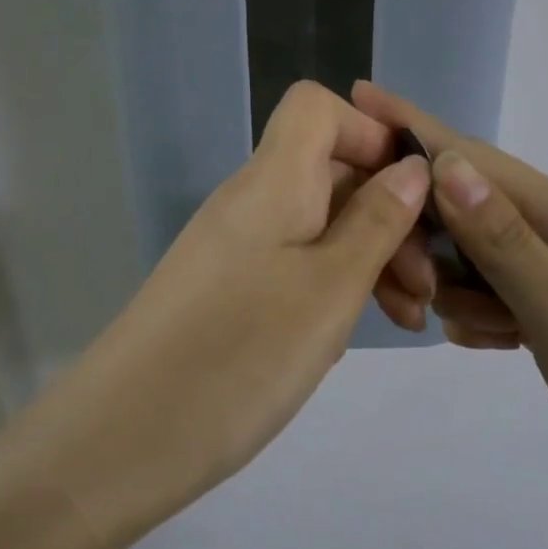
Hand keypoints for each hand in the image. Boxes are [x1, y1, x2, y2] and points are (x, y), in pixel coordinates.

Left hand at [42, 82, 430, 536]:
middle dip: (388, 214)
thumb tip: (410, 168)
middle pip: (328, 171)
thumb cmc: (240, 356)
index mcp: (272, 181)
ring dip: (368, 258)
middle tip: (425, 287)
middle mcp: (249, 201)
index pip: (317, 108)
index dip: (369, 134)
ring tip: (405, 319)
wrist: (121, 440)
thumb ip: (376, 222)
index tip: (413, 193)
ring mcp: (234, 248)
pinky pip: (292, 264)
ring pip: (316, 225)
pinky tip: (353, 331)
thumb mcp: (330, 290)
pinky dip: (332, 285)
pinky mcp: (226, 291)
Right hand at [351, 82, 547, 510]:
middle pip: (465, 205)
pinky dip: (484, 311)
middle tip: (417, 302)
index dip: (412, 127)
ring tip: (487, 336)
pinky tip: (498, 344)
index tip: (358, 95)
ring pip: (475, 252)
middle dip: (429, 244)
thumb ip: (504, 243)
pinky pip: (497, 286)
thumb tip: (446, 164)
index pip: (472, 157)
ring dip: (459, 288)